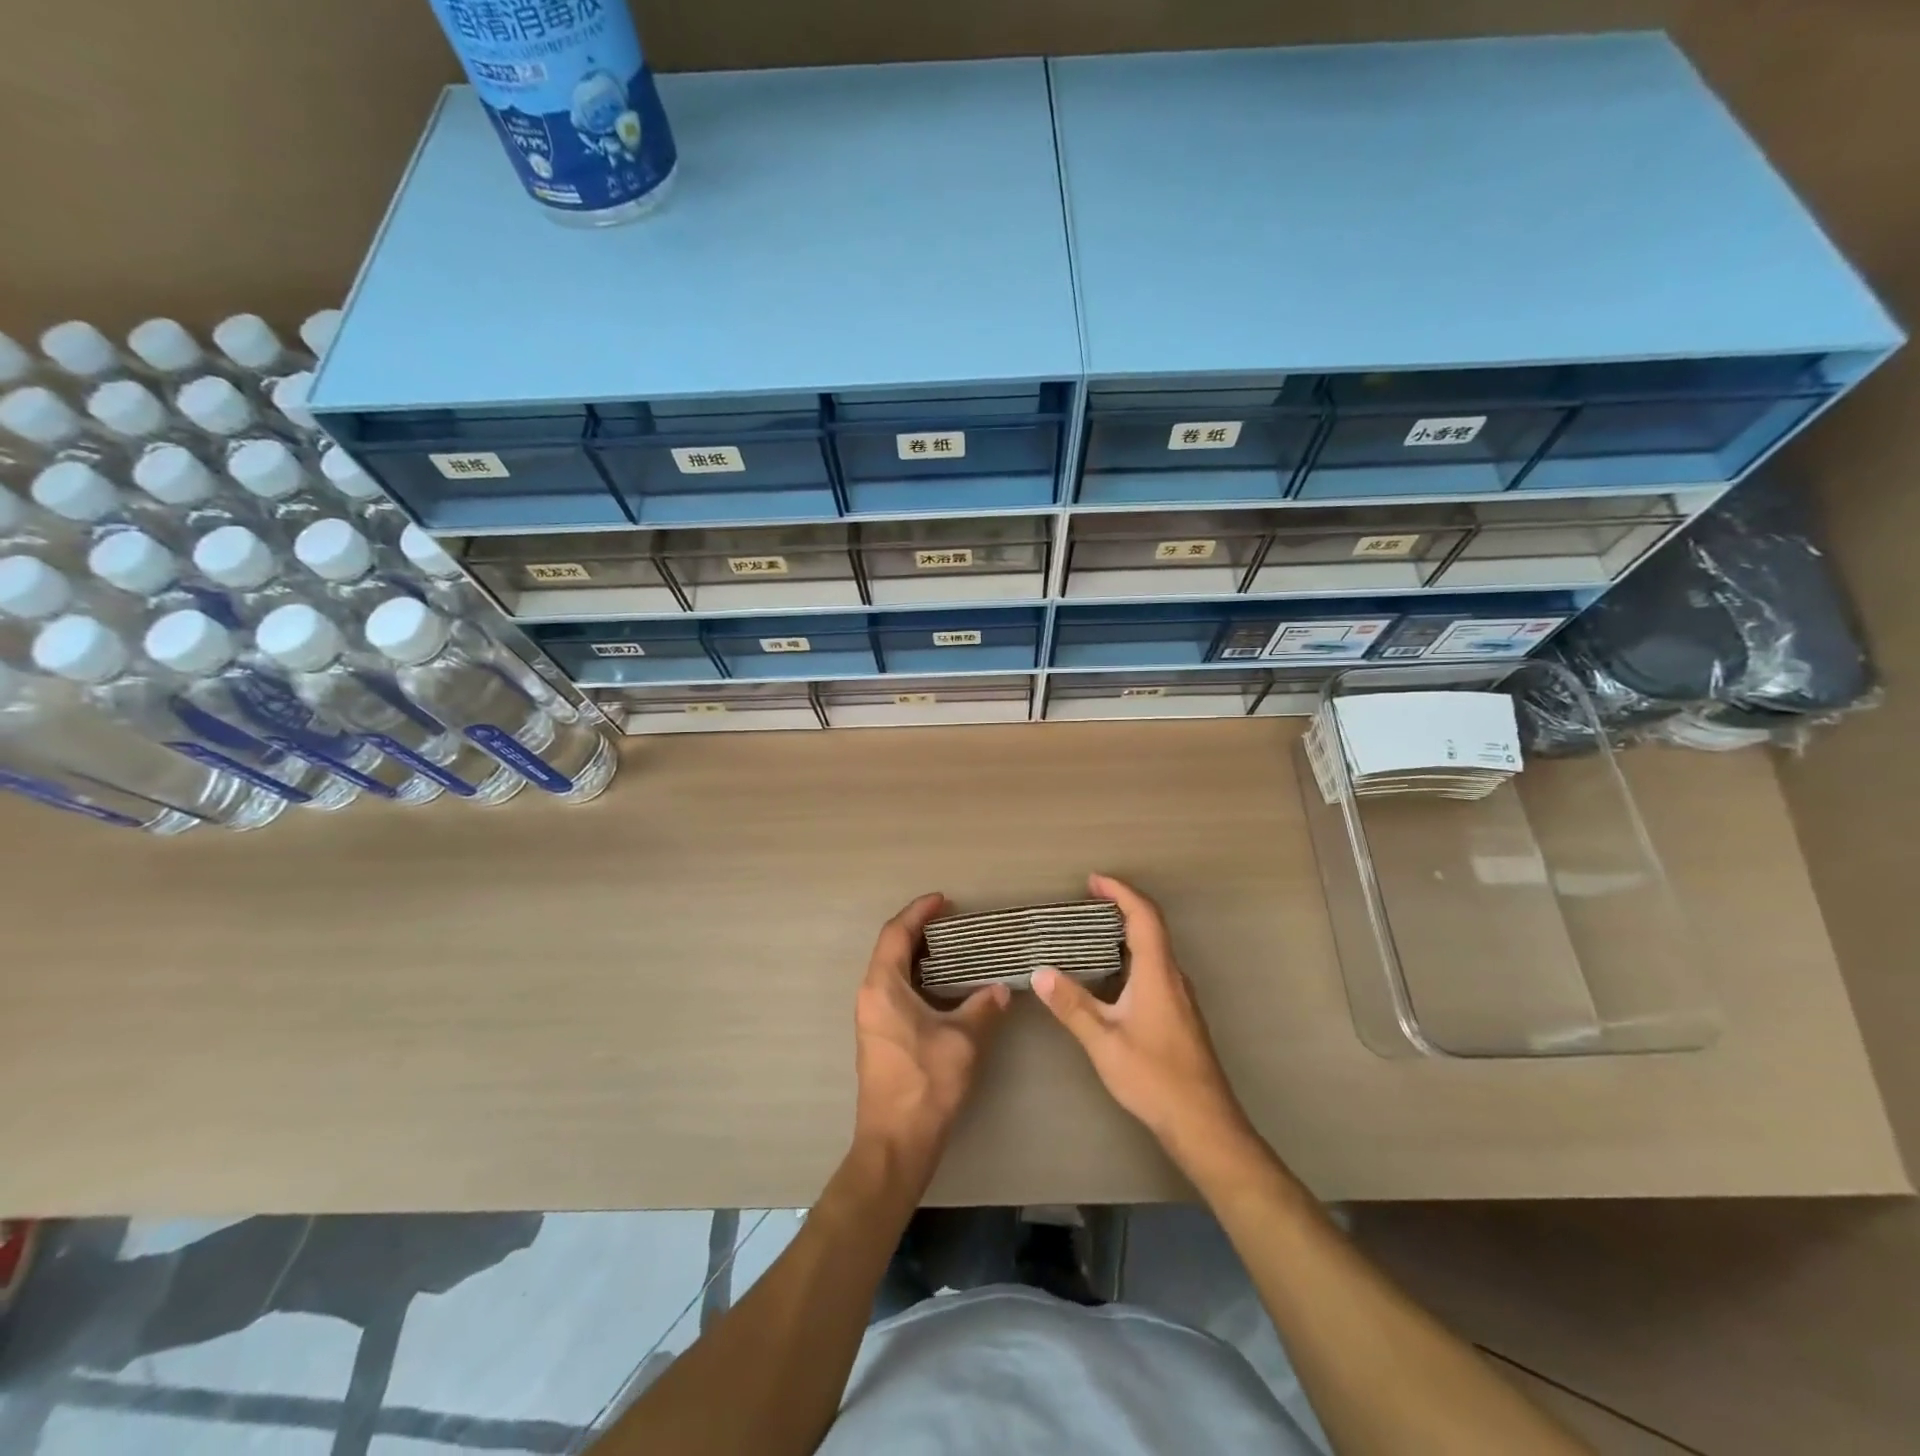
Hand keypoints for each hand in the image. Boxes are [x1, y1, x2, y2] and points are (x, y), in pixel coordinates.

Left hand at [853, 893, 1010, 1178]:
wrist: (895, 1143)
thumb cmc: (926, 1084)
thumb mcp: (963, 1041)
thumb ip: (983, 1008)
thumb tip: (1001, 990)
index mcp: (883, 987)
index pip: (896, 933)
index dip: (919, 912)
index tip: (944, 900)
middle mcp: (870, 995)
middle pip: (891, 948)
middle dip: (920, 930)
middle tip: (954, 923)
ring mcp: (871, 1017)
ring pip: (892, 971)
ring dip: (919, 955)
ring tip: (954, 949)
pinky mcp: (878, 1036)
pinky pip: (895, 990)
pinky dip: (917, 978)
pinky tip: (944, 987)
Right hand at [1033, 874, 1251, 1165]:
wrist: (1204, 1124)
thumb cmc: (1154, 1078)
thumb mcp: (1104, 1042)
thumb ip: (1072, 1006)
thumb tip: (1040, 972)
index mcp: (1157, 973)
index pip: (1143, 916)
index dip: (1120, 892)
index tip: (1093, 880)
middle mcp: (1173, 976)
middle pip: (1151, 926)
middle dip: (1120, 906)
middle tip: (1086, 902)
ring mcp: (1180, 996)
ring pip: (1154, 949)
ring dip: (1125, 932)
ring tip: (1090, 933)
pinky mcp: (1179, 1014)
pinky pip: (1154, 968)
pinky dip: (1131, 955)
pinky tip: (1110, 975)